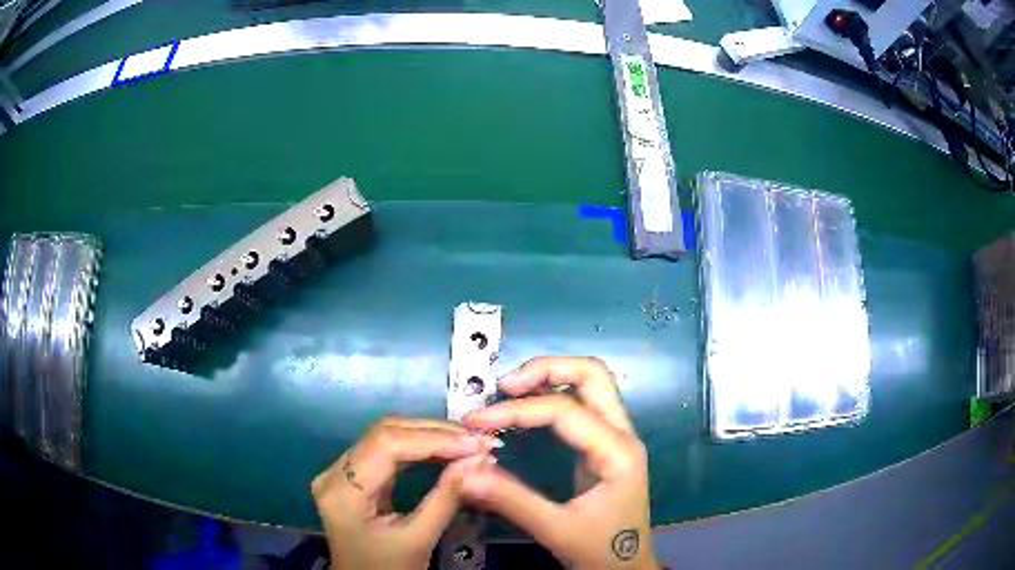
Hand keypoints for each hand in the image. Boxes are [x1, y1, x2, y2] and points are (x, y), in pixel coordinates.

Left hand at [312, 416, 499, 569]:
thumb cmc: (389, 569)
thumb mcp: (419, 539)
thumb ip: (445, 497)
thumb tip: (477, 459)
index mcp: (343, 492)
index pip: (386, 445)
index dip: (433, 439)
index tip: (476, 443)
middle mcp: (335, 473)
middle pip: (384, 433)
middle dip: (435, 432)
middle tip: (478, 439)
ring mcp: (341, 472)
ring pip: (386, 436)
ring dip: (429, 435)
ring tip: (468, 441)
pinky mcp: (352, 475)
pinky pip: (386, 449)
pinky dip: (418, 447)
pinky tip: (445, 449)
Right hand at [460, 357, 660, 569]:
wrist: (628, 567)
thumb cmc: (601, 551)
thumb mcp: (555, 530)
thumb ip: (511, 500)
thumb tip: (465, 471)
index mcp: (617, 452)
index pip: (564, 410)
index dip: (516, 411)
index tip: (476, 421)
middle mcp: (623, 434)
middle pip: (592, 374)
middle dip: (546, 369)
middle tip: (504, 387)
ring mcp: (618, 437)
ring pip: (591, 383)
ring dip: (551, 377)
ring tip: (510, 392)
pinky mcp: (607, 445)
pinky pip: (584, 403)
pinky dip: (554, 394)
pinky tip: (527, 409)